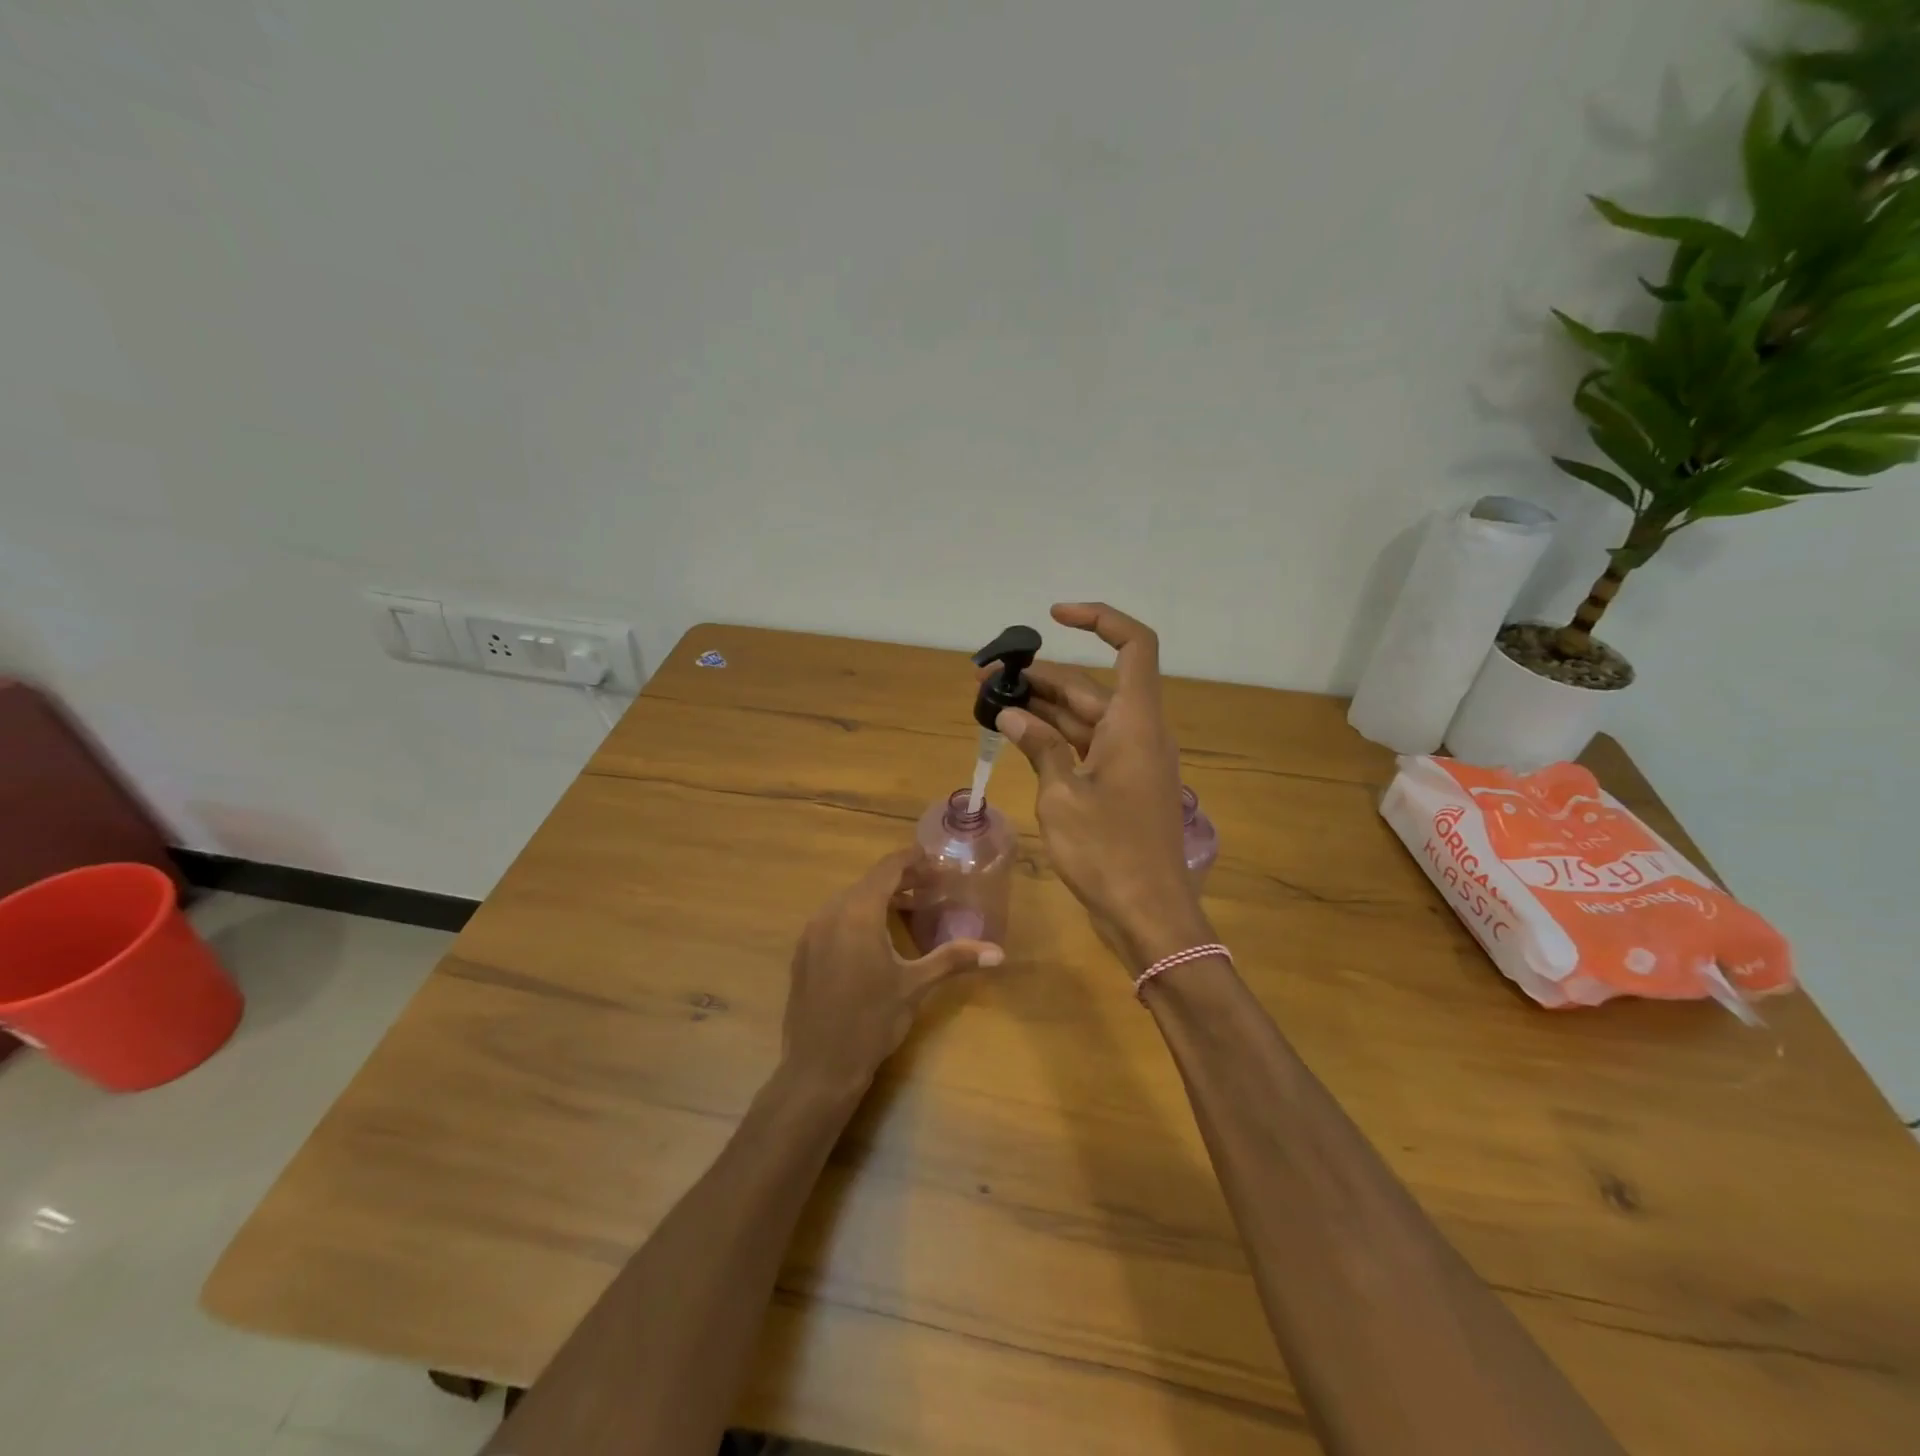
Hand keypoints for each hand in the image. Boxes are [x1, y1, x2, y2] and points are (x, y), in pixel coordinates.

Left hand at [782, 847, 1002, 1093]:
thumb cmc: (871, 1022)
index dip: (912, 860)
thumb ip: (954, 959)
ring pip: (850, 900)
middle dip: (901, 880)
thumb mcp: (915, 986)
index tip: (936, 860)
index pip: (887, 868)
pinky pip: (834, 919)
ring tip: (909, 909)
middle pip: (869, 882)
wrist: (819, 1067)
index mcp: (858, 913)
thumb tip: (998, 952)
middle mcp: (830, 913)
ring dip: (880, 898)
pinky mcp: (804, 952)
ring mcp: (812, 933)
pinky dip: (858, 916)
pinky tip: (877, 938)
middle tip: (932, 887)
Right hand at [995, 602, 1211, 971]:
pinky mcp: (1121, 786)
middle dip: (1041, 676)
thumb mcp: (1062, 795)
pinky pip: (1086, 747)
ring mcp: (1131, 761)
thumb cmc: (1108, 852)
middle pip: (1092, 685)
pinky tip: (1017, 738)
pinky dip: (1054, 739)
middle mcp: (1138, 732)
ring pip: (1085, 717)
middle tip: (987, 679)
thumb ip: (1038, 746)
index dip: (1099, 619)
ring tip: (992, 703)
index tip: (1054, 616)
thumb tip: (1011, 713)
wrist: (1148, 914)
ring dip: (1043, 708)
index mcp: (1135, 723)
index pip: (1133, 645)